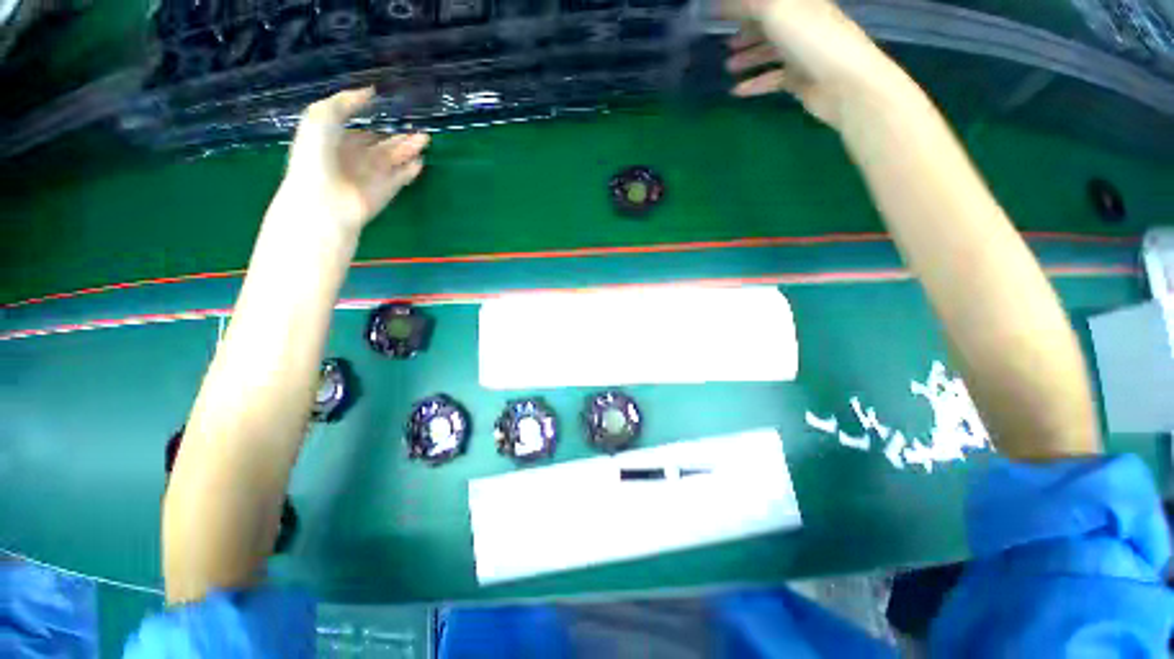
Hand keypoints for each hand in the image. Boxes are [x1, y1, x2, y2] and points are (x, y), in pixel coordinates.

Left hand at [280, 87, 428, 231]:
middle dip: (399, 136)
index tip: (392, 110)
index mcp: (336, 139)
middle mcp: (356, 156)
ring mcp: (373, 174)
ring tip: (426, 139)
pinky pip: (402, 177)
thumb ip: (345, 102)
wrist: (325, 200)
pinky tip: (420, 160)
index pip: (360, 130)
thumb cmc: (316, 156)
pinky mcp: (387, 190)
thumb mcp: (321, 117)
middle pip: (382, 144)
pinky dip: (411, 169)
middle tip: (419, 127)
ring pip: (395, 158)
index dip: (374, 121)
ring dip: (409, 148)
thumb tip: (371, 92)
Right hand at [724, 0, 896, 125]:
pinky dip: (755, 84)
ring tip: (729, 67)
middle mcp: (802, 24)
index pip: (768, 2)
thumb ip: (749, 4)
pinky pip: (772, 79)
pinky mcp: (800, 79)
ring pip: (770, 53)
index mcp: (800, 3)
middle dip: (747, 33)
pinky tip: (737, 91)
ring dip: (749, 59)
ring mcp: (802, 53)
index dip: (744, 6)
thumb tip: (722, 3)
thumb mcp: (775, 10)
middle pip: (770, 26)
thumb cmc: (811, 38)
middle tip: (727, 45)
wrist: (843, 81)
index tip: (721, 15)